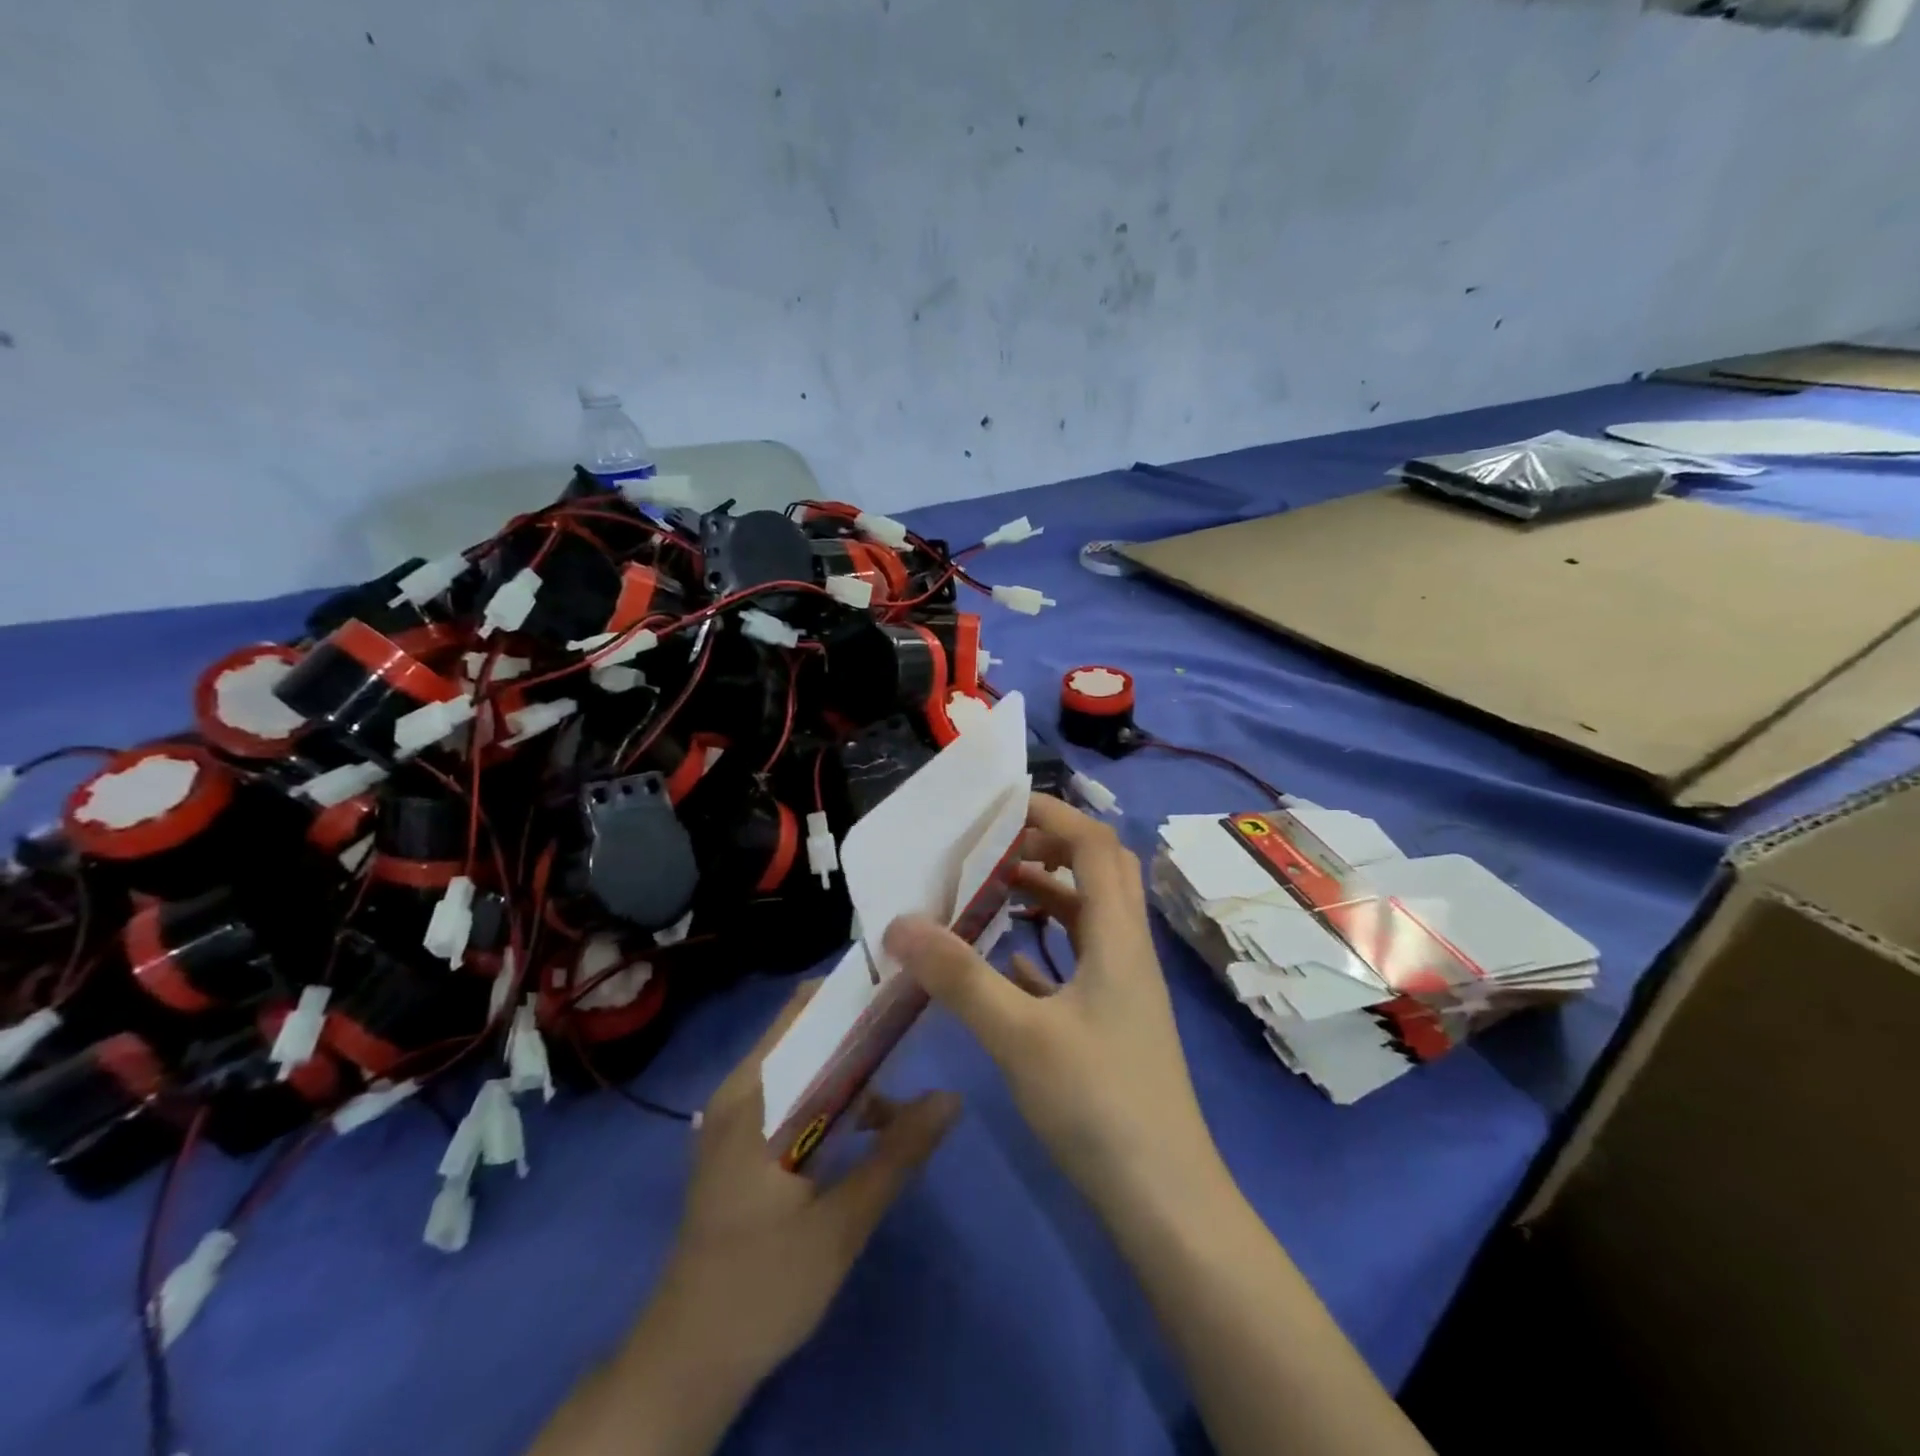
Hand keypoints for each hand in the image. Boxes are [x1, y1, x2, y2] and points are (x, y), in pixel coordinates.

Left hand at [651, 982, 960, 1390]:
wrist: (688, 1361)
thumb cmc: (763, 1286)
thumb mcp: (842, 1222)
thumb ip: (898, 1154)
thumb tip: (952, 1097)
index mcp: (755, 1096)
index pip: (805, 1011)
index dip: (855, 992)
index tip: (904, 987)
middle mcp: (740, 1091)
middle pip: (805, 1032)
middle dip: (860, 1027)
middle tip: (915, 1027)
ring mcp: (736, 1117)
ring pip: (802, 1065)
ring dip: (850, 1067)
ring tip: (903, 1081)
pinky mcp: (741, 1143)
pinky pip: (793, 1094)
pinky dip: (831, 1096)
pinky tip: (869, 1127)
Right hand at [883, 794, 1221, 1212]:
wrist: (1165, 1201)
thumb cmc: (1099, 1104)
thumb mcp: (1020, 1036)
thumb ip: (960, 976)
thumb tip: (900, 923)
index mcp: (1117, 936)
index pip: (1094, 845)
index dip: (1053, 813)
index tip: (999, 807)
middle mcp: (1127, 949)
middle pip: (1098, 871)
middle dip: (1048, 846)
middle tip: (991, 847)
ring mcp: (1123, 987)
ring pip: (1086, 916)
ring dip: (1044, 893)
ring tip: (988, 892)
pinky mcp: (1113, 1020)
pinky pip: (1078, 959)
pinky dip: (1044, 943)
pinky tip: (1004, 960)